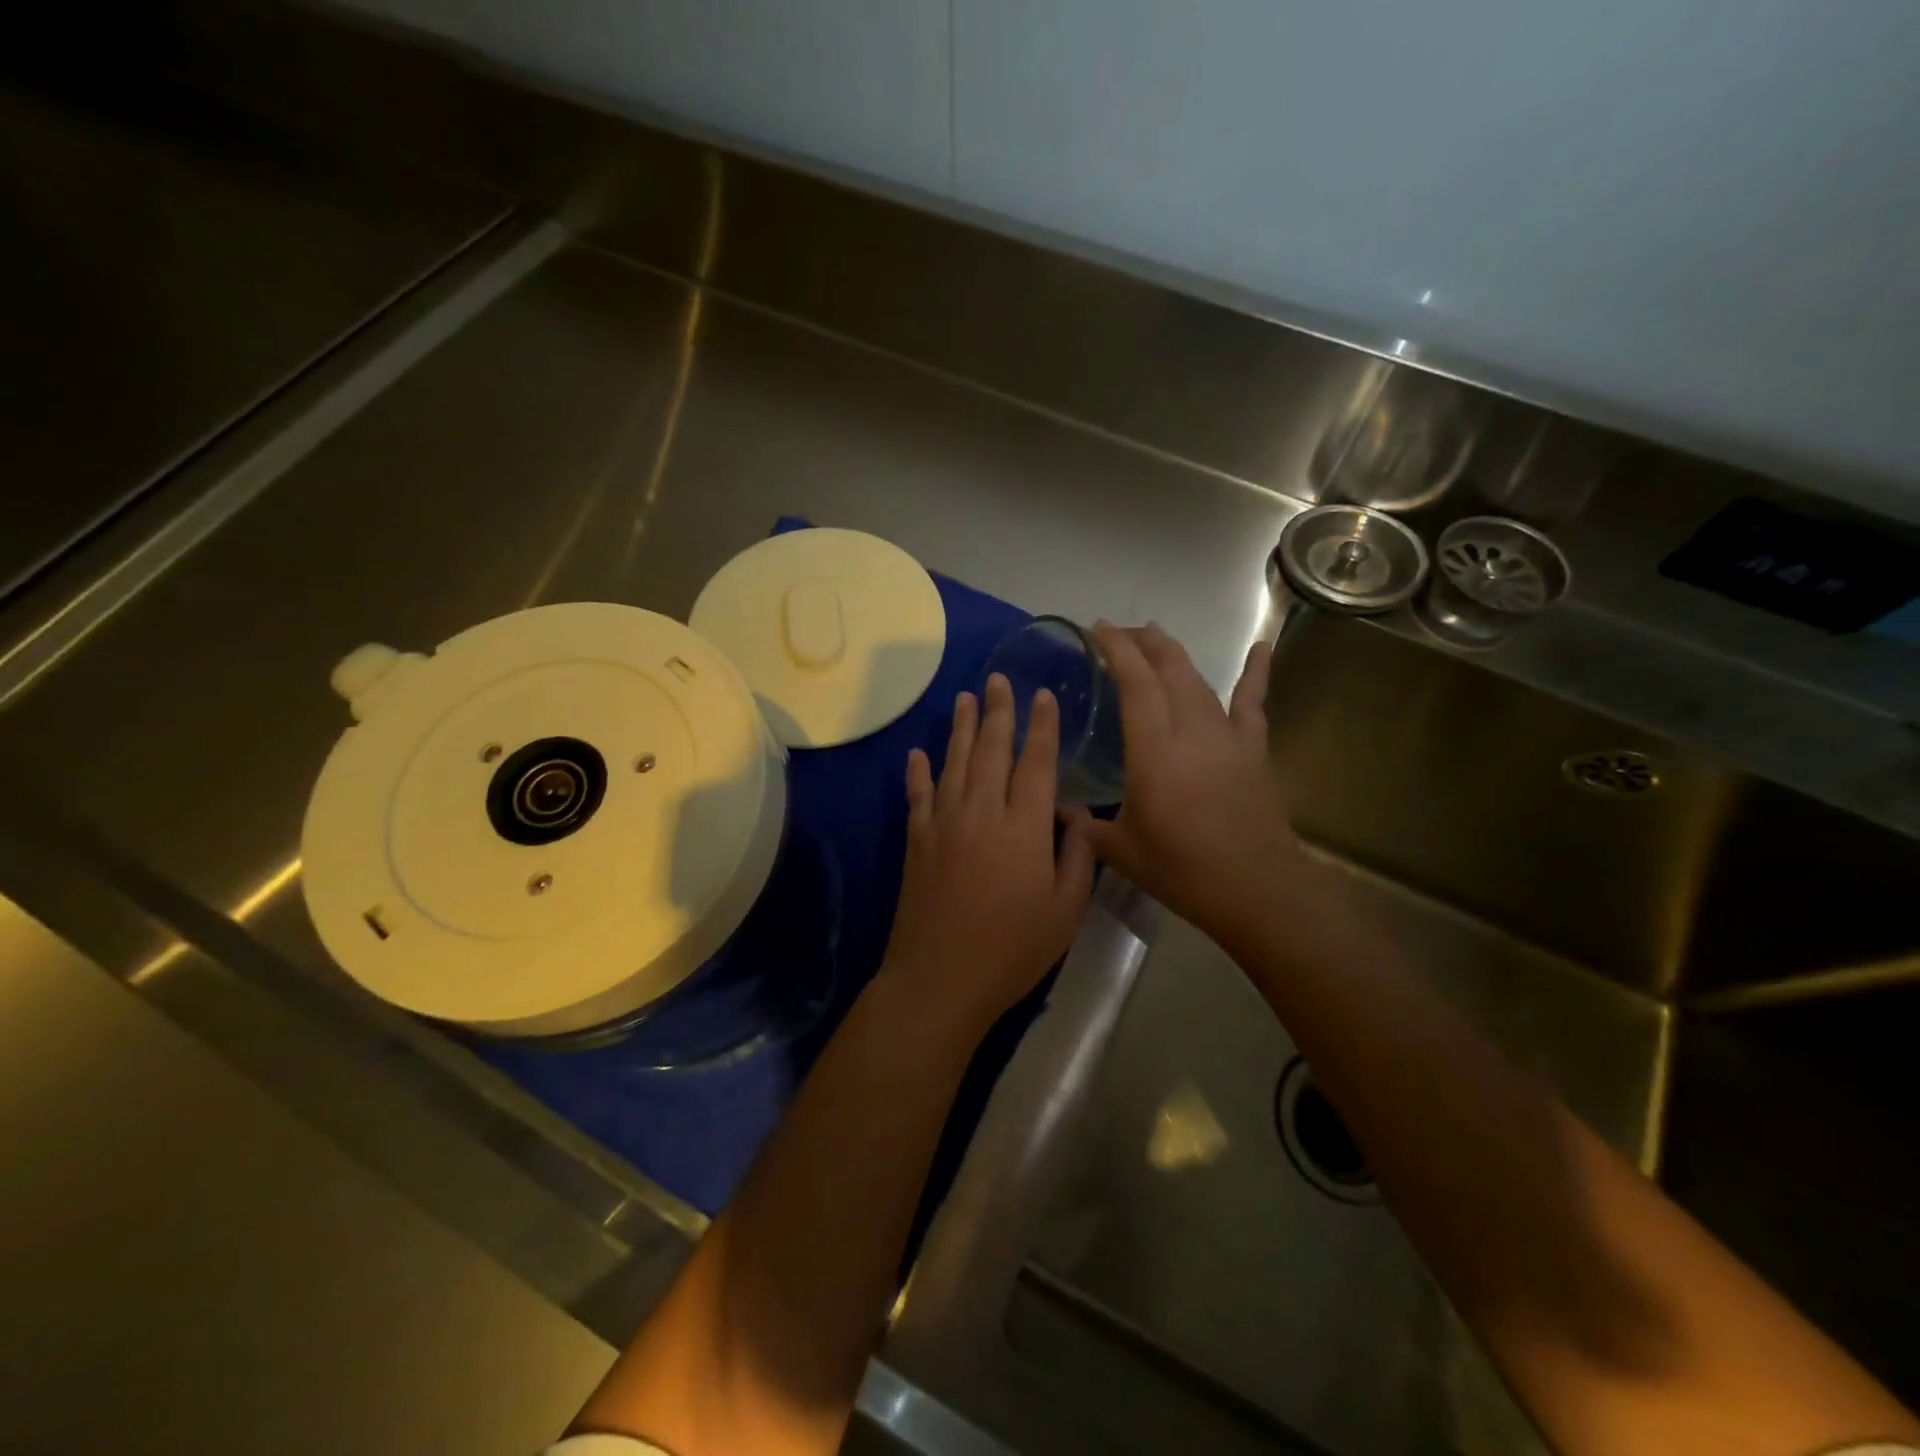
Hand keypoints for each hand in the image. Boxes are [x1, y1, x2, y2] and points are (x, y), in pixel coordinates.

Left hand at [881, 674, 1095, 1036]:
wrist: (941, 978)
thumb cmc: (1012, 949)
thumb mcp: (1065, 910)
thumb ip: (1077, 857)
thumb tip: (1075, 816)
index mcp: (1024, 827)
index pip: (1036, 763)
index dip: (1042, 727)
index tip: (1043, 696)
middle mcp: (982, 812)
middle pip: (990, 750)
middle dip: (997, 711)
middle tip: (999, 679)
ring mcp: (943, 823)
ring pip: (953, 762)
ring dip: (960, 727)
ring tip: (965, 697)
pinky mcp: (916, 841)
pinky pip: (917, 795)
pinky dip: (918, 772)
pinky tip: (917, 754)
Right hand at [1072, 623, 1308, 942]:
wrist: (1257, 890)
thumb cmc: (1183, 871)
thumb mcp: (1120, 850)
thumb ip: (1085, 826)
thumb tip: (1057, 810)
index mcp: (1154, 751)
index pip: (1135, 683)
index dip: (1117, 649)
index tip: (1098, 628)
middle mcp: (1191, 730)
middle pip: (1169, 668)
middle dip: (1143, 642)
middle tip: (1120, 634)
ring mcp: (1227, 736)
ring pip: (1199, 679)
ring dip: (1174, 655)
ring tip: (1156, 640)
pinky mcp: (1253, 748)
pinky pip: (1253, 701)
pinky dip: (1256, 672)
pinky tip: (1262, 647)